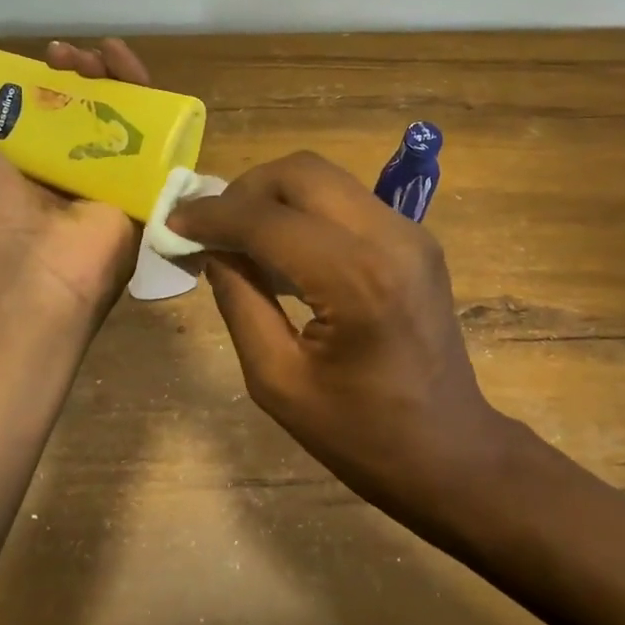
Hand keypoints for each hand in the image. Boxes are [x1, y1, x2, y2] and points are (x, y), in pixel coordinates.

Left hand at [0, 39, 151, 320]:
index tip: (37, 61)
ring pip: (118, 120)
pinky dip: (152, 104)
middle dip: (78, 74)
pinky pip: (153, 142)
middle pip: (80, 111)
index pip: (35, 114)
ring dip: (114, 79)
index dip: (38, 81)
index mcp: (15, 170)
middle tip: (67, 57)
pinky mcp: (140, 191)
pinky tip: (138, 74)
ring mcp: (103, 183)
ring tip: (105, 53)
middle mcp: (60, 175)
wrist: (25, 275)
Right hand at [169, 151, 531, 518]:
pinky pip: (347, 200)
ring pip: (326, 178)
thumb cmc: (361, 434)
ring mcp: (410, 232)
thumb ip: (240, 301)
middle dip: (245, 190)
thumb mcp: (277, 380)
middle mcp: (388, 236)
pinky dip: (305, 209)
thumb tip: (213, 249)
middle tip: (210, 226)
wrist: (450, 452)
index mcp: (355, 278)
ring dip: (274, 195)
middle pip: (301, 172)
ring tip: (239, 234)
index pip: (267, 219)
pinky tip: (282, 245)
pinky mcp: (416, 239)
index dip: (212, 216)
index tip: (174, 222)